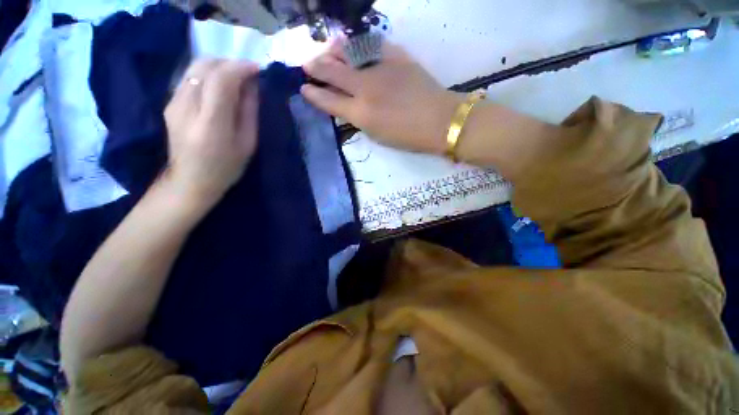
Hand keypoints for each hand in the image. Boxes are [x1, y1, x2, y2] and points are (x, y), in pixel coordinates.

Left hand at [163, 59, 259, 205]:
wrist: (190, 181)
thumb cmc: (226, 167)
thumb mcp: (248, 143)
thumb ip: (249, 112)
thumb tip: (252, 85)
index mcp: (211, 123)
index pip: (222, 80)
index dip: (241, 68)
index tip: (257, 69)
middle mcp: (186, 106)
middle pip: (204, 66)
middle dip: (230, 63)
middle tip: (248, 74)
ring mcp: (173, 103)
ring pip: (195, 68)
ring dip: (219, 67)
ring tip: (236, 79)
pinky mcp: (169, 102)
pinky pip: (189, 77)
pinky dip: (208, 75)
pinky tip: (219, 87)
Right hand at [302, 40, 461, 153]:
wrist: (439, 120)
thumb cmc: (408, 137)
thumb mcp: (377, 136)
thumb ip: (359, 119)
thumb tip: (348, 106)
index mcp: (361, 114)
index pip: (328, 100)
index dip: (313, 94)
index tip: (303, 88)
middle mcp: (365, 88)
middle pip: (332, 72)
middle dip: (316, 67)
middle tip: (307, 65)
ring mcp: (380, 69)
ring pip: (348, 53)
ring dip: (333, 52)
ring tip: (327, 52)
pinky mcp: (396, 56)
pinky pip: (372, 46)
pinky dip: (359, 46)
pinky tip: (354, 48)